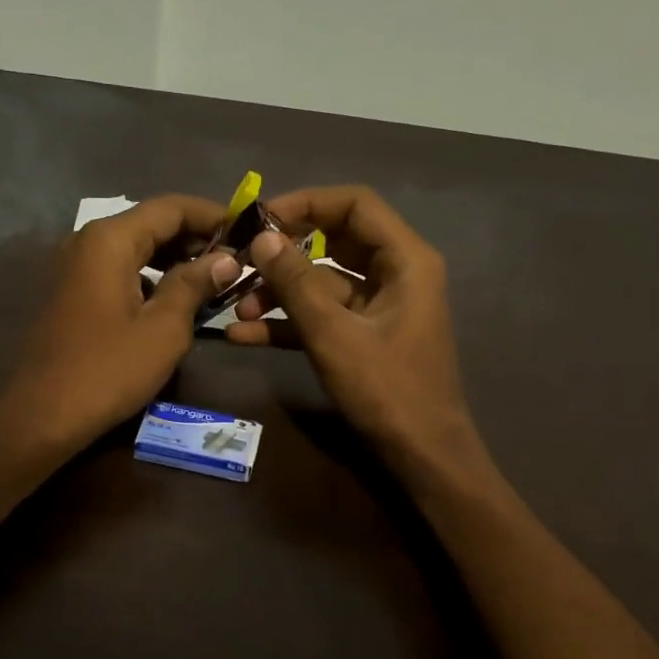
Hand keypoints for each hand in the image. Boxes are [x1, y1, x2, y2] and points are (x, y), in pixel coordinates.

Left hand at [0, 195, 236, 456]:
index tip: (248, 231)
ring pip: (135, 247)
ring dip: (175, 258)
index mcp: (110, 240)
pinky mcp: (72, 292)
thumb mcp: (163, 328)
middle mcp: (88, 241)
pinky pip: (120, 269)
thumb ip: (195, 284)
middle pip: (151, 223)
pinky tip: (175, 299)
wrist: (44, 415)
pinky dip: (151, 276)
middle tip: (236, 259)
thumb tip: (226, 258)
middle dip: (196, 237)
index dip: (213, 215)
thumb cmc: (108, 370)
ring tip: (213, 279)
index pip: (171, 207)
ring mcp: (75, 267)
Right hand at [226, 186, 480, 471]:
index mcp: (405, 260)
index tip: (260, 218)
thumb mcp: (334, 334)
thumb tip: (262, 238)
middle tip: (240, 259)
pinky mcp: (364, 335)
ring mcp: (379, 306)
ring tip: (236, 309)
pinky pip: (323, 316)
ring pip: (322, 282)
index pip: (355, 205)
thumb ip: (296, 283)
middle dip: (285, 252)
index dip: (307, 203)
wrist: (422, 455)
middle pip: (334, 241)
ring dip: (280, 293)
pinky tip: (244, 335)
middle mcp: (395, 273)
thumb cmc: (387, 390)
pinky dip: (289, 323)